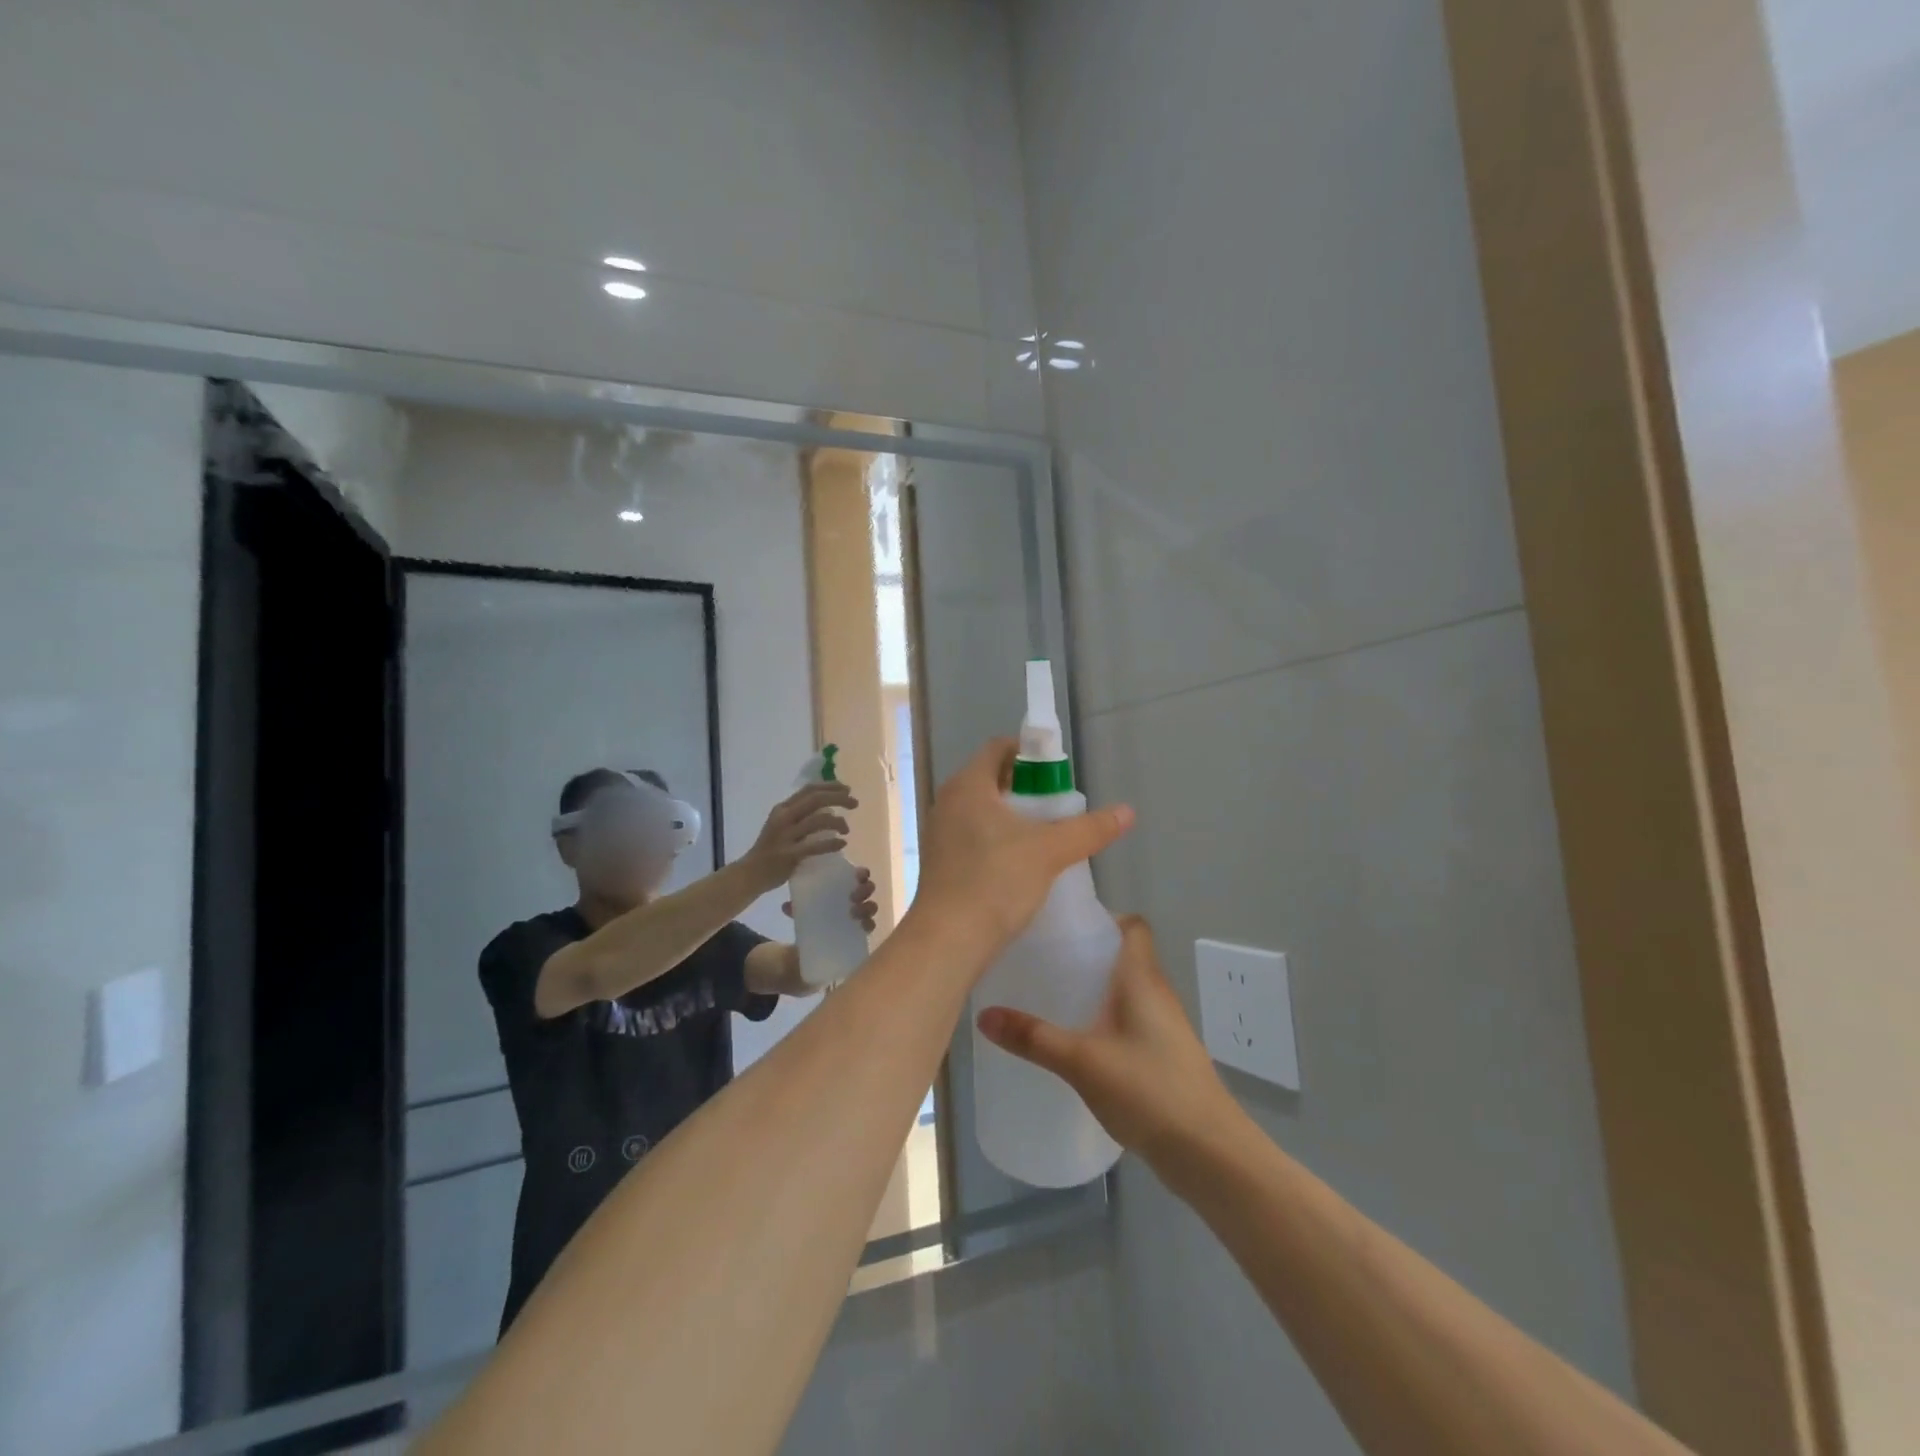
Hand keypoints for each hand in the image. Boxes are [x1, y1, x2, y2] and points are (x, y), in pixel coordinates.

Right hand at [743, 782, 856, 892]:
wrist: (750, 874)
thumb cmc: (770, 849)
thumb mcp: (782, 825)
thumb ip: (801, 815)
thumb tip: (829, 809)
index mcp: (782, 808)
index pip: (809, 789)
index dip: (830, 786)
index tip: (847, 789)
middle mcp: (783, 818)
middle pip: (816, 799)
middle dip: (839, 798)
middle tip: (855, 804)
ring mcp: (786, 836)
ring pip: (818, 820)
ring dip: (838, 822)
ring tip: (847, 829)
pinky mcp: (789, 855)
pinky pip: (816, 846)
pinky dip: (832, 843)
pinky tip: (842, 844)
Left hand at [781, 866, 880, 933]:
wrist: (810, 942)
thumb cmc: (811, 913)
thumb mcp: (803, 906)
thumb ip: (796, 905)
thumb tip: (785, 906)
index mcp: (843, 885)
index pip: (859, 875)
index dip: (862, 873)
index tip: (858, 875)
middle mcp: (855, 898)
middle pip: (868, 889)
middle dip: (864, 890)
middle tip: (853, 896)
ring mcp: (859, 914)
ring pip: (871, 907)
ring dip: (866, 907)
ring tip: (853, 912)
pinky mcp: (859, 931)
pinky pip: (869, 926)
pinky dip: (868, 924)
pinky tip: (862, 925)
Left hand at [908, 738, 1133, 961]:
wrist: (948, 940)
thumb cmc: (996, 881)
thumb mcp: (1049, 852)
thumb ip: (1089, 829)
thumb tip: (1127, 811)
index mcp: (968, 785)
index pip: (998, 748)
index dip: (1030, 753)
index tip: (1057, 774)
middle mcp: (947, 802)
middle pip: (990, 779)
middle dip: (1025, 788)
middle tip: (1057, 807)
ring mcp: (939, 833)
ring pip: (981, 810)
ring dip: (1011, 816)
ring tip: (1043, 837)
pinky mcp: (939, 862)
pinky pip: (971, 836)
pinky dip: (995, 839)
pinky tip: (1018, 864)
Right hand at [976, 917, 1233, 1162]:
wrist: (1209, 1153)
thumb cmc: (1149, 1090)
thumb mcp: (1081, 1061)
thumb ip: (1033, 1038)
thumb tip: (983, 1016)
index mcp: (1142, 978)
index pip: (1133, 926)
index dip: (1104, 917)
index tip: (1065, 926)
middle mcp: (1157, 993)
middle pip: (1124, 955)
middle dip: (1087, 953)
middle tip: (1044, 959)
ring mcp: (1165, 1027)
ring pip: (1127, 990)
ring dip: (1096, 988)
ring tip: (1052, 994)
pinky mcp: (1165, 1056)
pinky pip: (1131, 1020)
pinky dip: (1106, 1018)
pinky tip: (1078, 1040)